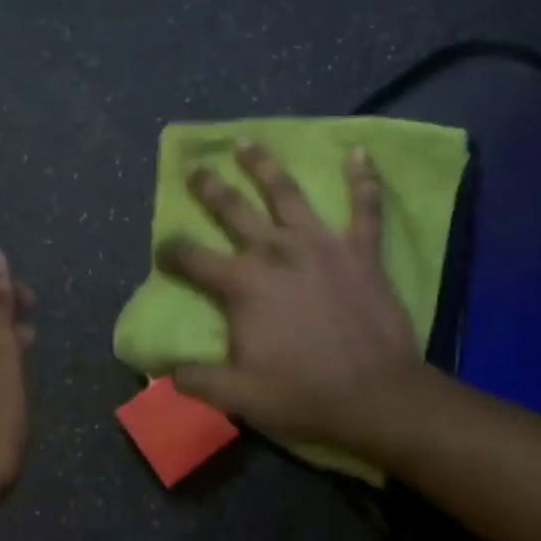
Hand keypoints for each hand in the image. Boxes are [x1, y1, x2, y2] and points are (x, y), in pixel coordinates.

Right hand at [158, 141, 419, 444]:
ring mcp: (322, 245)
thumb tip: (163, 369)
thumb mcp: (239, 396)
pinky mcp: (362, 251)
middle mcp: (277, 252)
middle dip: (211, 189)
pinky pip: (366, 207)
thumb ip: (197, 378)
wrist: (378, 397)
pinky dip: (364, 179)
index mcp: (243, 285)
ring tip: (246, 142)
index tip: (163, 249)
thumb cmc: (305, 395)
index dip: (172, 251)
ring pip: (287, 193)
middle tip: (196, 169)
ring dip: (264, 165)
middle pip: (234, 211)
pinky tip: (359, 152)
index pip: (193, 258)